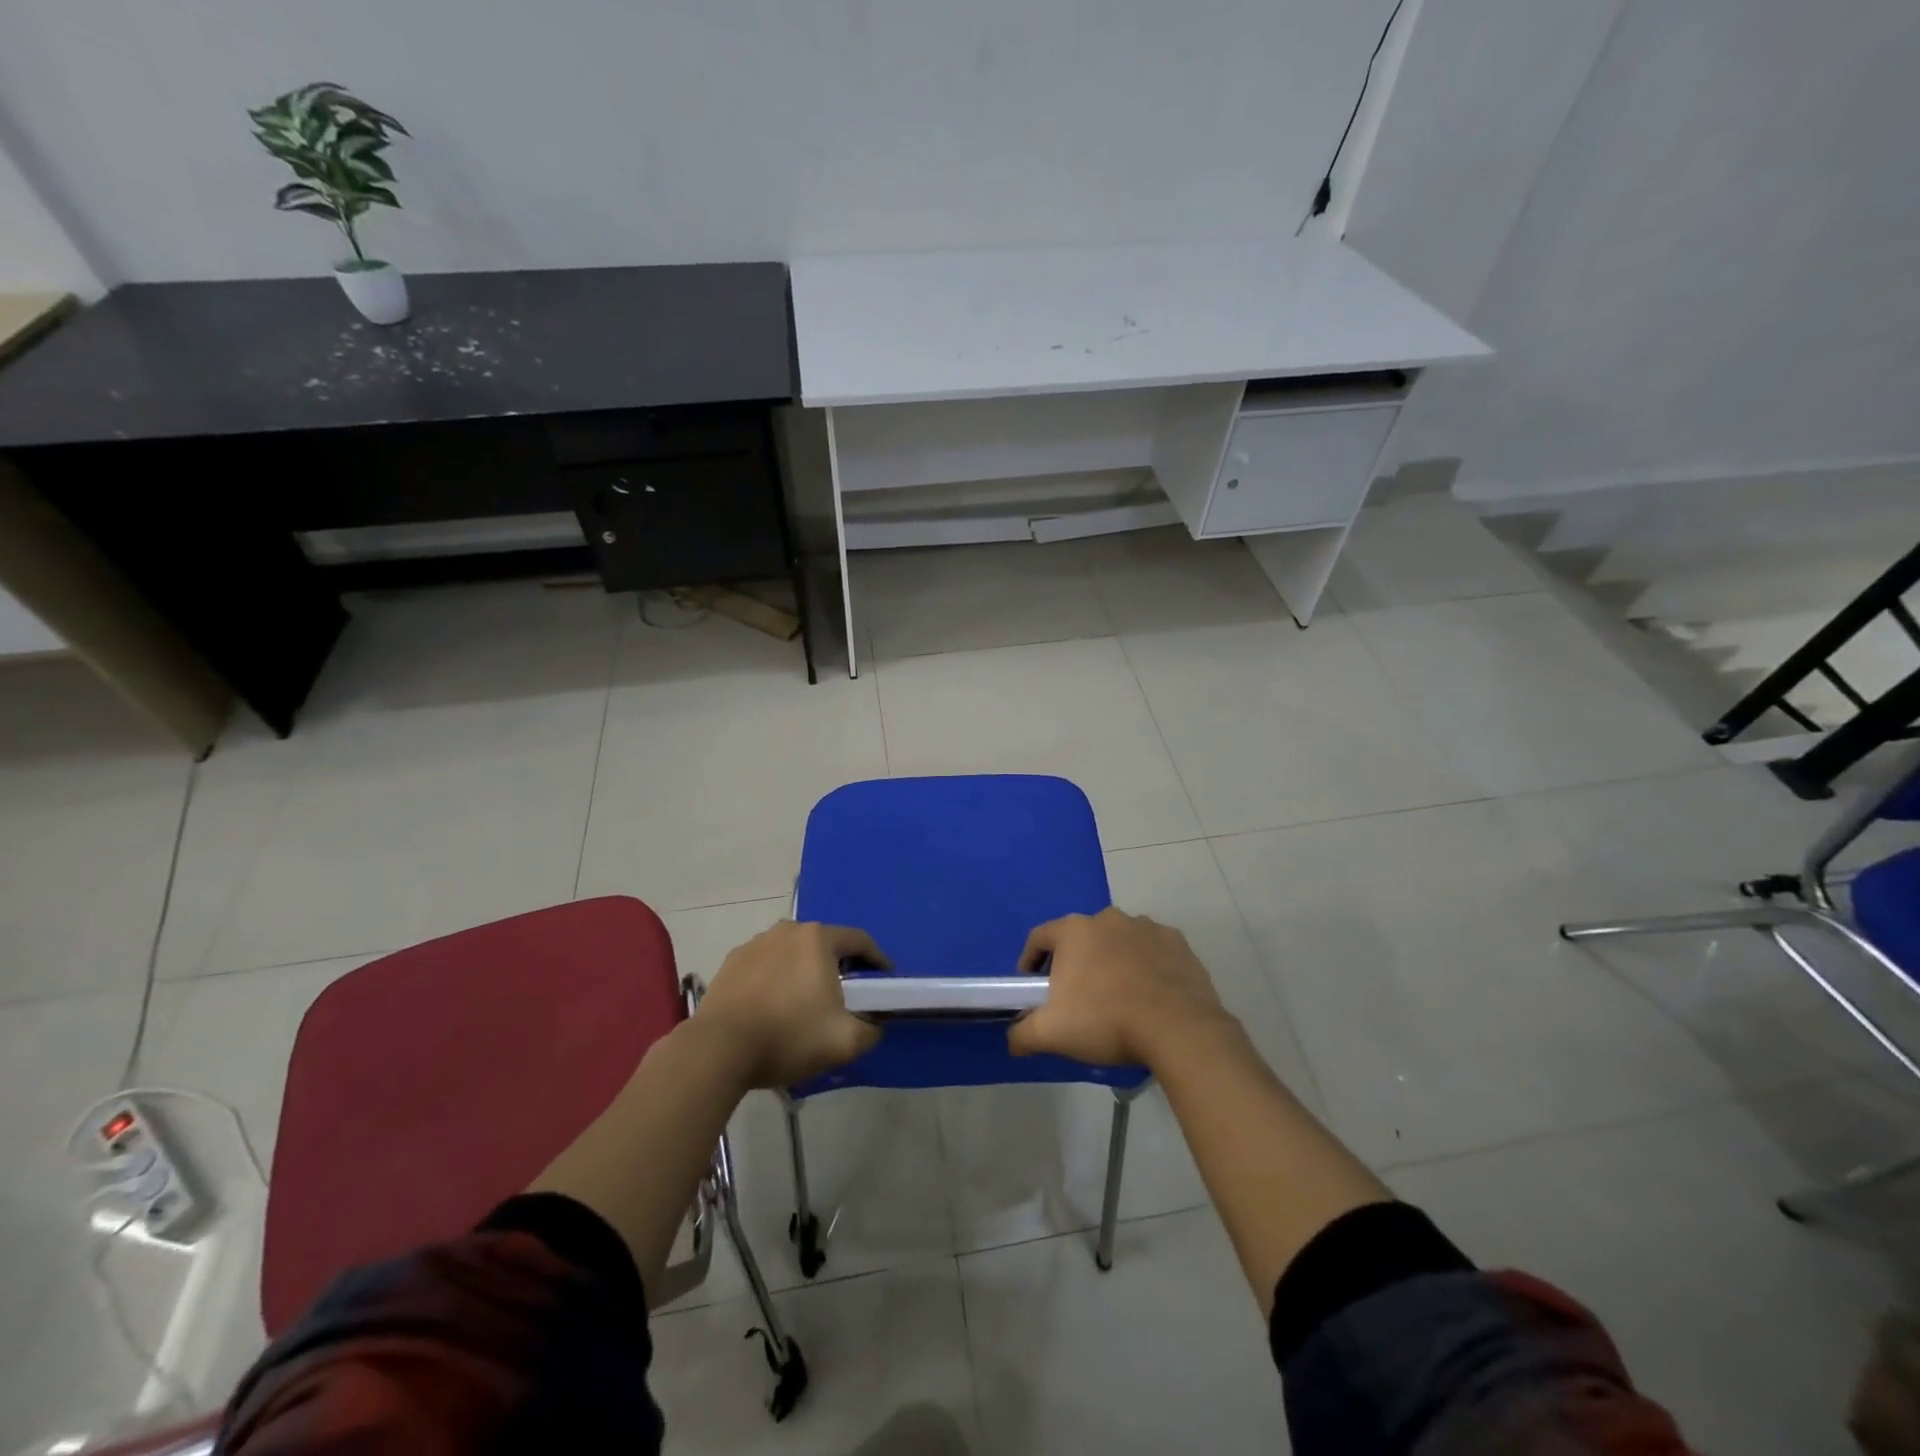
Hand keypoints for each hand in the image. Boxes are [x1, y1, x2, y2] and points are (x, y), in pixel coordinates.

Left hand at [695, 921, 889, 1088]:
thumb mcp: (845, 1041)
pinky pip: (766, 966)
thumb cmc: (788, 1036)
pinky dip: (776, 980)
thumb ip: (871, 1030)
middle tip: (846, 996)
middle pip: (825, 944)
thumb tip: (873, 1025)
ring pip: (793, 954)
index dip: (878, 960)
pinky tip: (773, 1007)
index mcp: (818, 938)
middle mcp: (788, 930)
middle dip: (840, 966)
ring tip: (806, 1004)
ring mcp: (755, 943)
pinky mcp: (731, 962)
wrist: (718, 1049)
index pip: (860, 940)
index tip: (884, 982)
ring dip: (805, 972)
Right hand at [1008, 907, 1230, 1069]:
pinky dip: (1145, 965)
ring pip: (1117, 942)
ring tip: (1115, 998)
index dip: (1030, 961)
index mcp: (1074, 931)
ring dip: (1110, 961)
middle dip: (1074, 964)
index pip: (1039, 937)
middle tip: (1075, 998)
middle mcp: (1108, 918)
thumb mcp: (1052, 1033)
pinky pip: (1150, 950)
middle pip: (1080, 939)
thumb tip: (1013, 1037)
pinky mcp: (1176, 941)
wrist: (1178, 1029)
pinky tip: (1148, 994)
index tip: (1033, 987)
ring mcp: (1145, 926)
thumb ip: (1022, 1033)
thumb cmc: (1106, 1021)